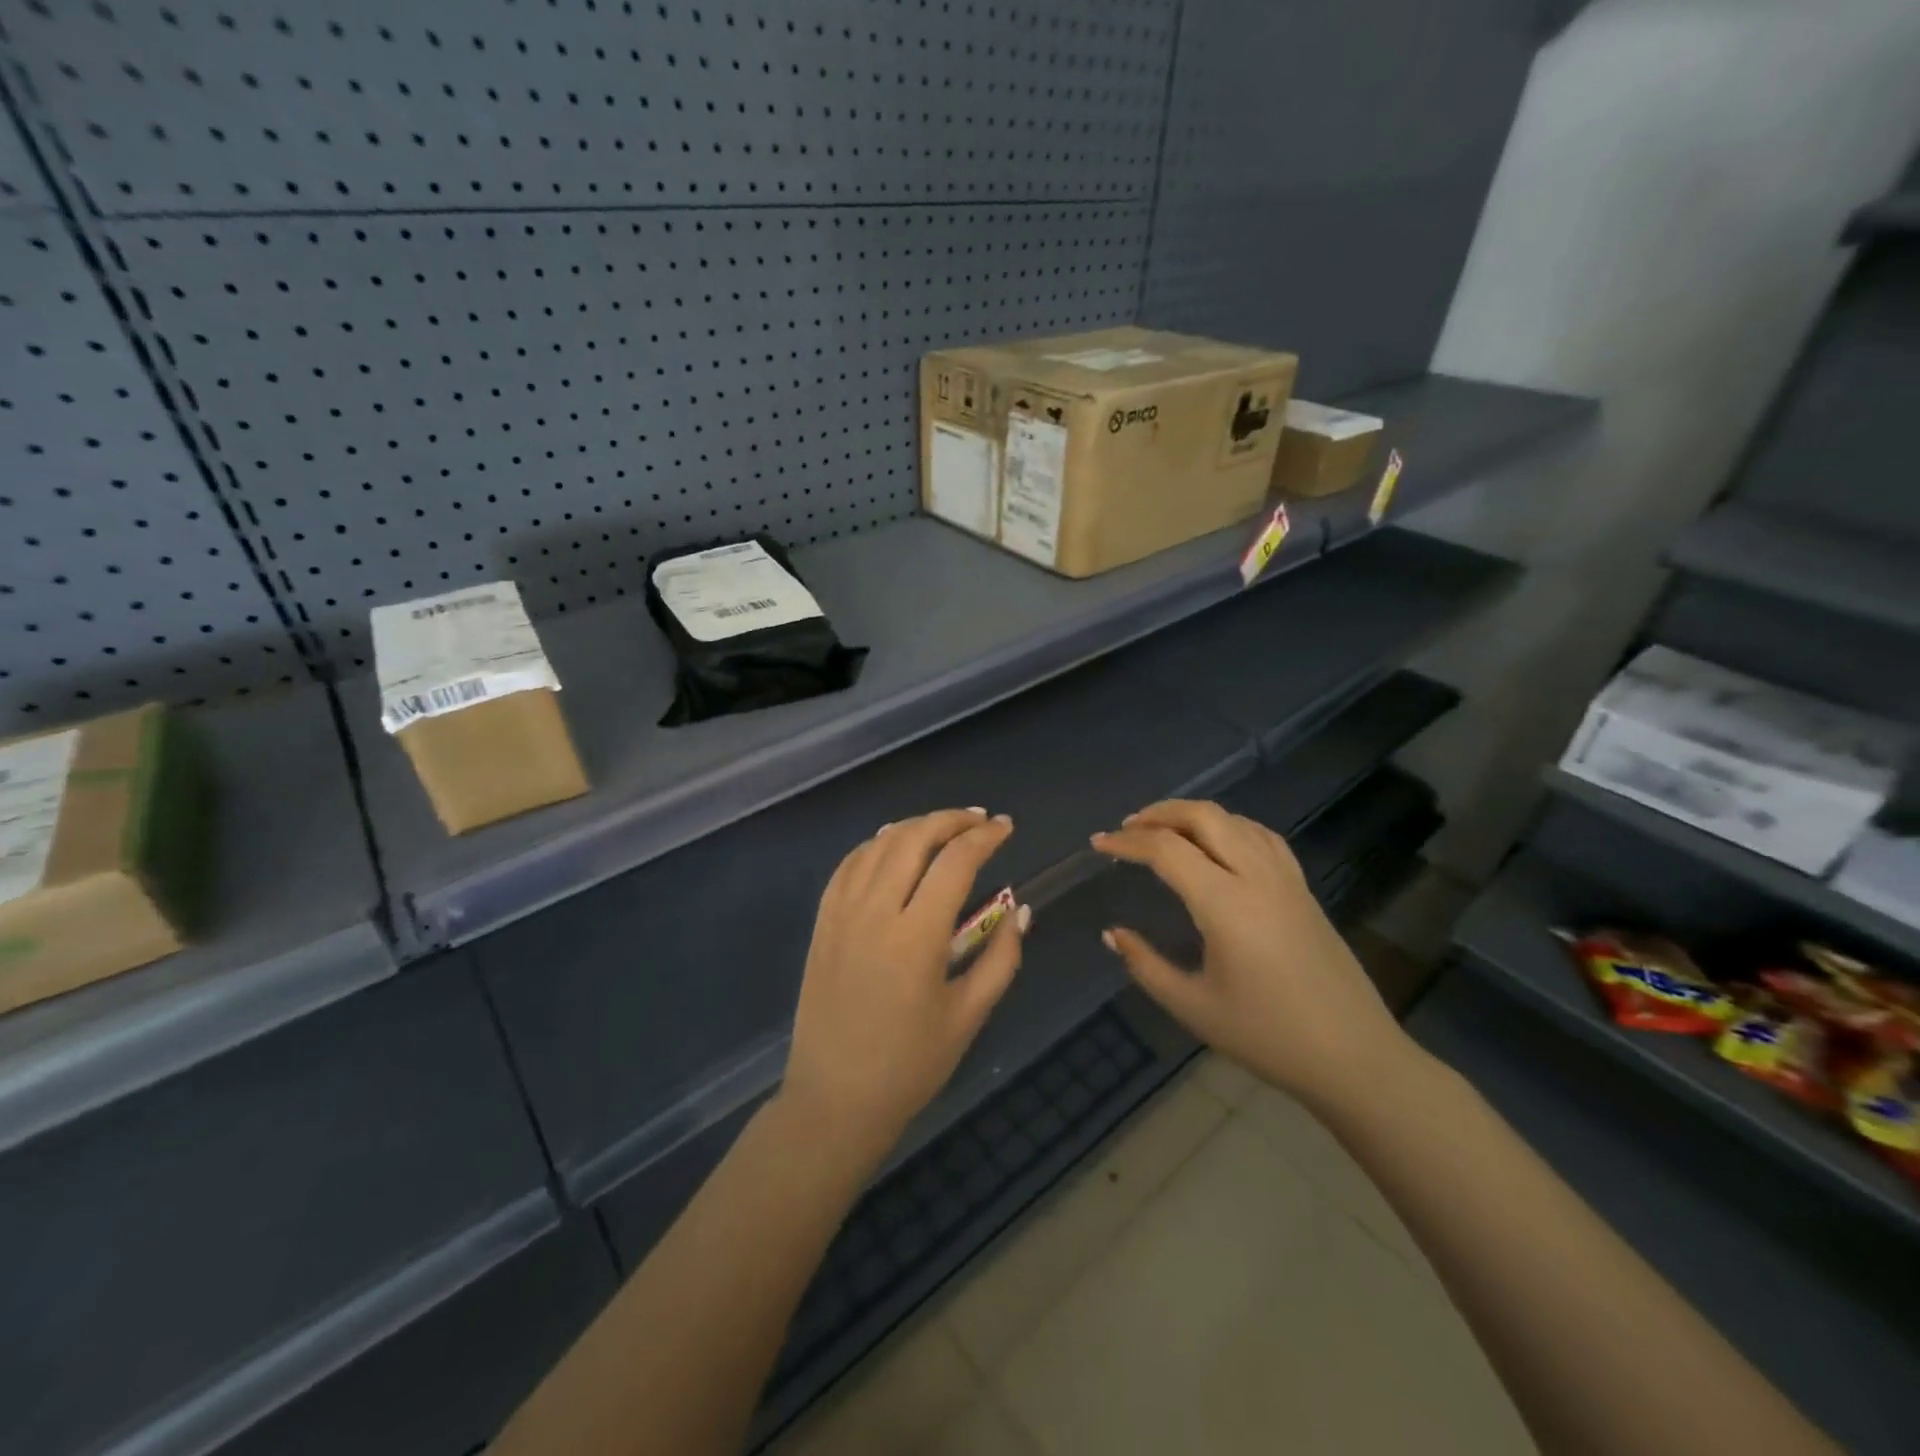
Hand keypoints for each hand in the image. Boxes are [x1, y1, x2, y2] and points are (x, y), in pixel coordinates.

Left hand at [783, 808, 1027, 1163]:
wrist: (834, 1099)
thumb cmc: (910, 1065)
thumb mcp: (969, 1016)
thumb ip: (1002, 957)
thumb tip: (1020, 908)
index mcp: (917, 937)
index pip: (955, 862)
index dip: (984, 837)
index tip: (1007, 828)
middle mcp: (875, 912)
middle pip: (914, 838)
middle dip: (952, 820)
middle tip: (980, 820)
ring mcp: (842, 913)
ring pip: (879, 844)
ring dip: (915, 826)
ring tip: (945, 828)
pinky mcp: (822, 922)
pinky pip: (849, 864)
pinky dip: (876, 845)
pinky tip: (894, 845)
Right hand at [1091, 800, 1411, 1112]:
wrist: (1354, 1057)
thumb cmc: (1268, 1036)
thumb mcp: (1193, 1006)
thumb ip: (1146, 965)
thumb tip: (1112, 934)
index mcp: (1225, 903)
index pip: (1167, 850)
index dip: (1127, 843)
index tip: (1098, 845)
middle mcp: (1256, 877)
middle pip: (1203, 816)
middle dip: (1159, 813)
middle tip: (1127, 829)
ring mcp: (1285, 879)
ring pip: (1235, 820)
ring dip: (1193, 815)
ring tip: (1164, 831)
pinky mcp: (1303, 889)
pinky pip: (1262, 837)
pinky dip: (1230, 826)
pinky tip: (1219, 843)